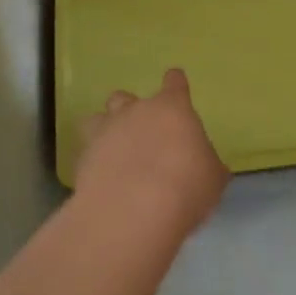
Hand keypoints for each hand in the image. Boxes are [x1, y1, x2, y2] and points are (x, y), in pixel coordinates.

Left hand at [74, 68, 229, 233]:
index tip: (176, 85)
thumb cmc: (185, 188)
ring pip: (99, 118)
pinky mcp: (83, 157)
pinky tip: (103, 179)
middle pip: (127, 97)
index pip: (175, 83)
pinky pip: (87, 150)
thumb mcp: (212, 178)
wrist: (133, 211)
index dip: (176, 85)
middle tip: (144, 135)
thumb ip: (206, 164)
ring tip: (115, 152)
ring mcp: (105, 131)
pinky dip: (94, 160)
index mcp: (172, 109)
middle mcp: (135, 111)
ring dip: (107, 129)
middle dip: (133, 111)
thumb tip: (204, 164)